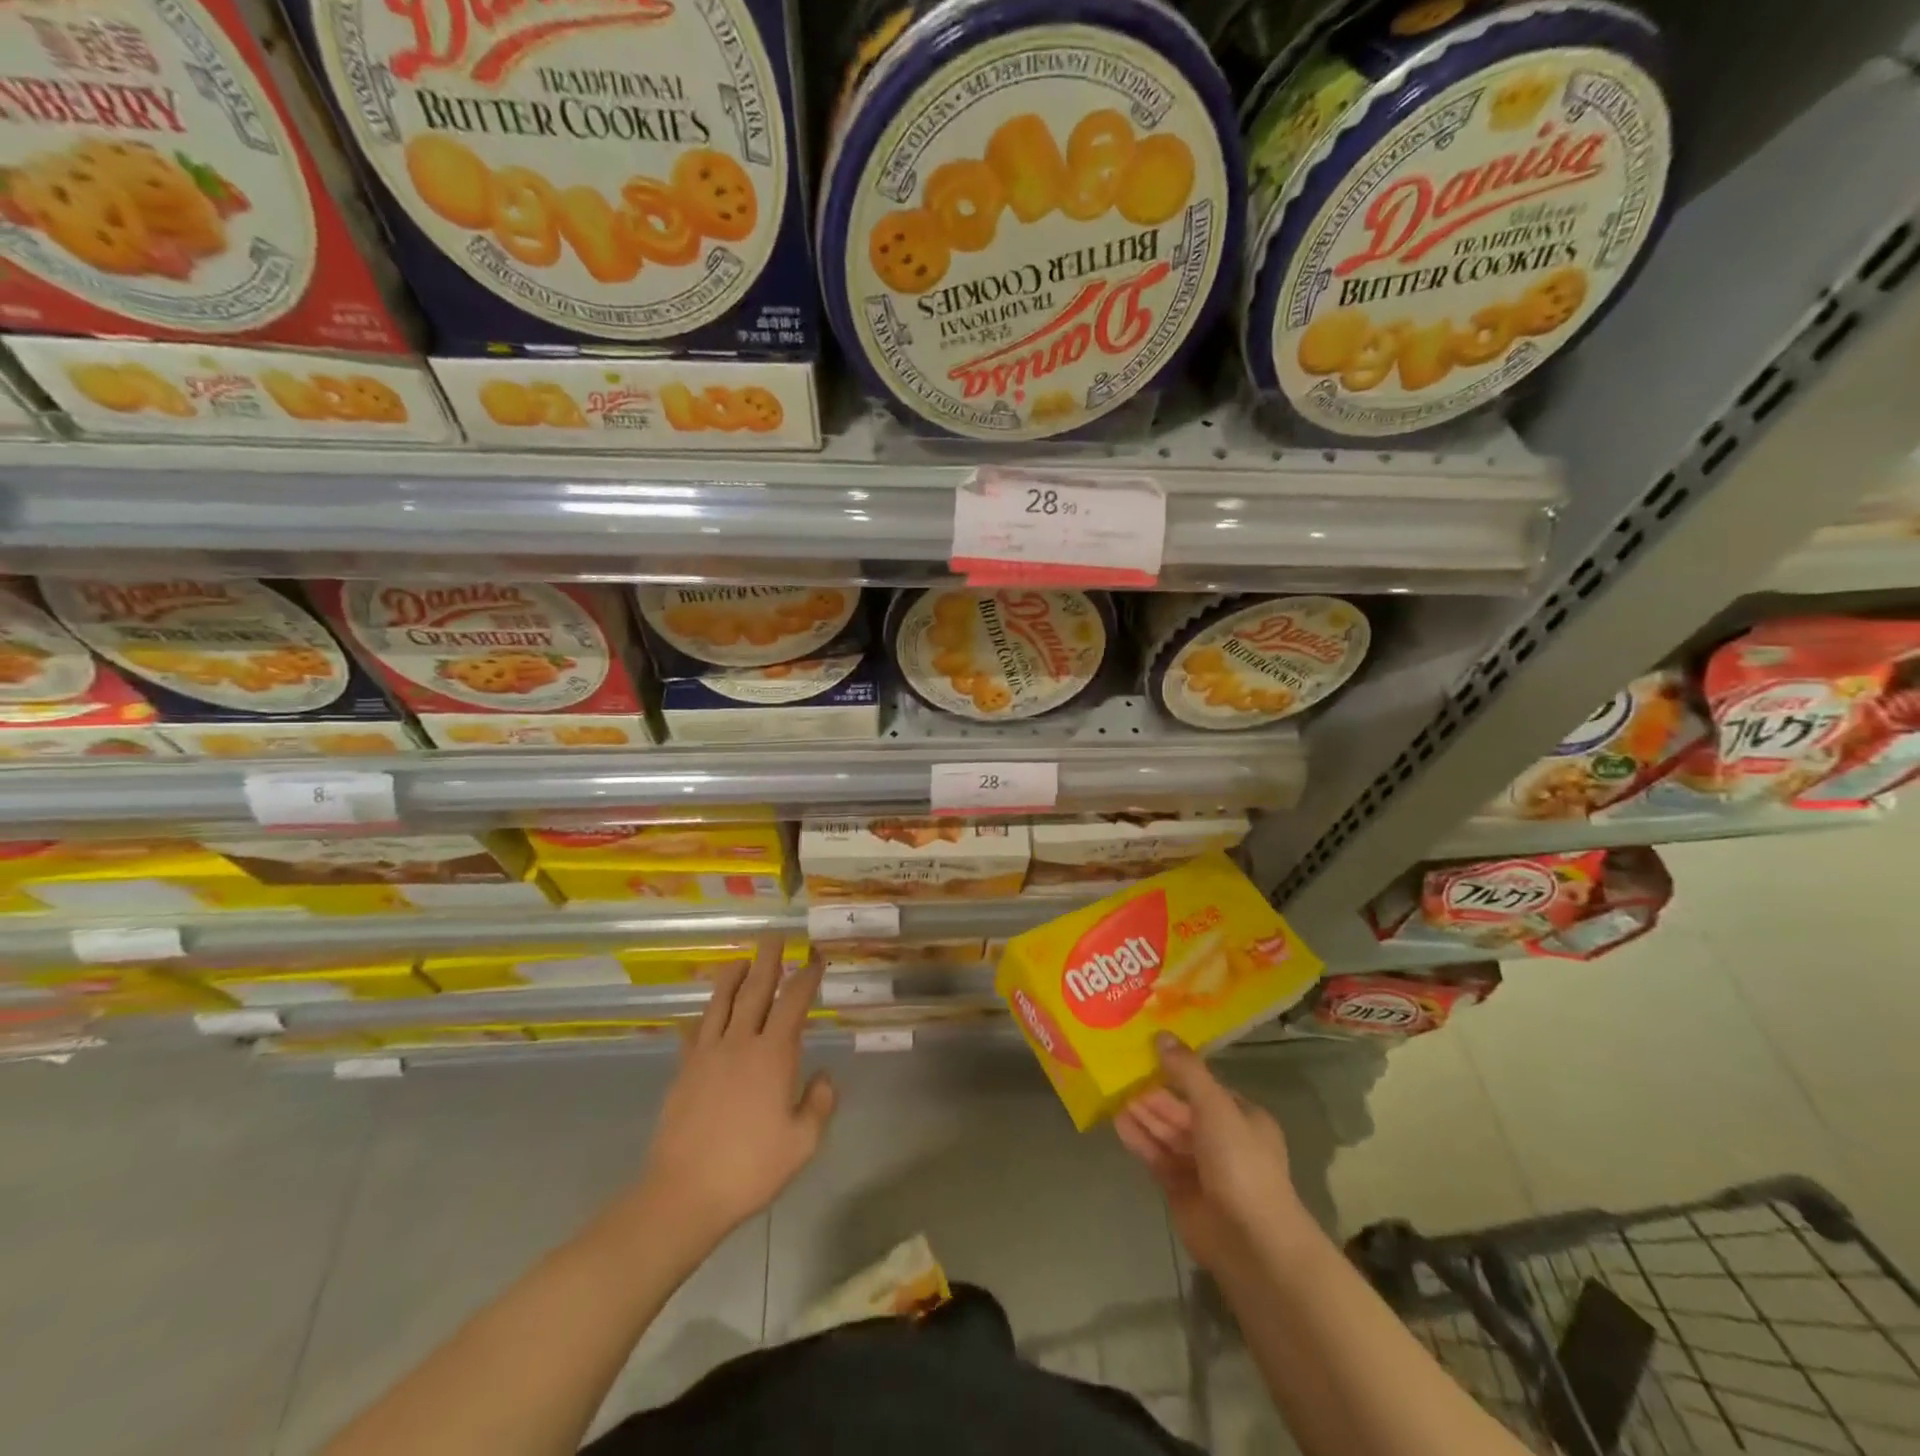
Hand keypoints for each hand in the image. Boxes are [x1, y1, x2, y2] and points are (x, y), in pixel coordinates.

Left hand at [634, 937, 834, 1248]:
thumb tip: (824, 1076)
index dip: (806, 977)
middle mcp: (740, 1043)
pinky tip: (702, 1016)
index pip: (794, 1003)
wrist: (685, 1194)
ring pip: (720, 1003)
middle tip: (774, 936)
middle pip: (755, 990)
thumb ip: (819, 1103)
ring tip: (740, 961)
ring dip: (732, 978)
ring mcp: (707, 1055)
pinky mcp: (683, 1071)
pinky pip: (693, 1033)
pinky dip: (702, 1017)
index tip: (815, 959)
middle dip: (768, 961)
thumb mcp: (802, 1143)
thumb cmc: (751, 1168)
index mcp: (773, 1055)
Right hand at [1115, 1034, 1314, 1273]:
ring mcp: (1201, 1166)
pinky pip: (1157, 1156)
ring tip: (1113, 1092)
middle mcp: (1223, 1139)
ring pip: (1167, 1132)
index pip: (1204, 1086)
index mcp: (1242, 1117)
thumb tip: (1161, 1035)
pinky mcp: (1180, 1189)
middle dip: (1153, 1092)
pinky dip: (1139, 1139)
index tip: (1146, 1051)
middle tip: (1121, 1071)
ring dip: (1143, 1113)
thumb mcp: (1215, 1106)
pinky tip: (1118, 1122)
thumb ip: (1187, 1071)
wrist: (1250, 1241)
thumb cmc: (1240, 1163)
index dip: (1177, 1069)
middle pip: (1181, 1108)